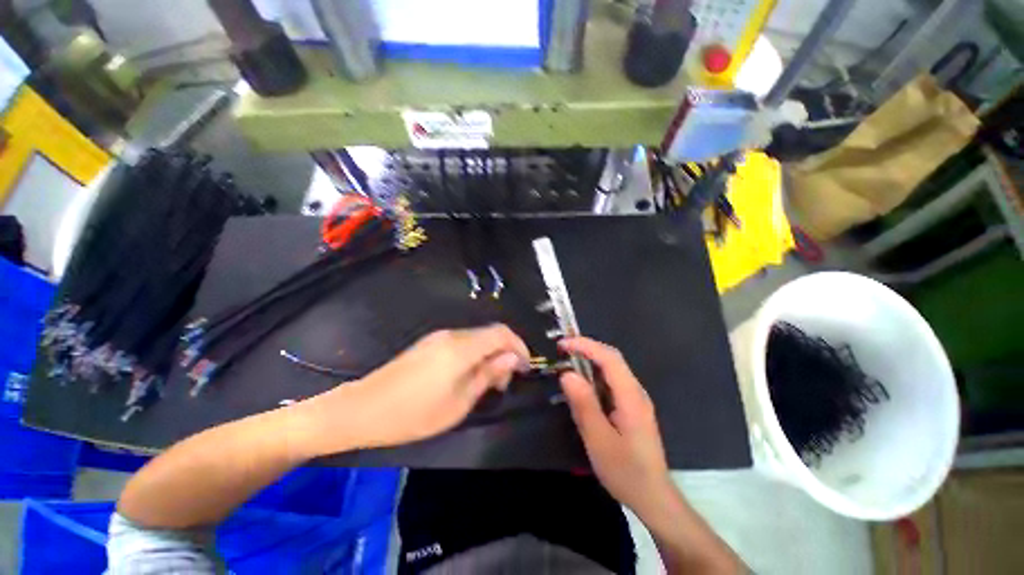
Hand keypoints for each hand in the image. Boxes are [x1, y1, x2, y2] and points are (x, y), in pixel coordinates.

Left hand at [303, 325, 528, 451]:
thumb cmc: (413, 414)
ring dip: (489, 355)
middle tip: (503, 383)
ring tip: (487, 383)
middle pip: (490, 334)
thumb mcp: (458, 403)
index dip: (518, 346)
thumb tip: (511, 359)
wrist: (362, 409)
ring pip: (477, 338)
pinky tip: (467, 376)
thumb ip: (488, 375)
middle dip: (504, 353)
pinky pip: (462, 343)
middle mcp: (452, 335)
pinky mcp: (429, 344)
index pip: (501, 333)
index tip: (524, 367)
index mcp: (461, 347)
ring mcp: (438, 337)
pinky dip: (474, 355)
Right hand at [559, 337, 673, 517]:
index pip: (609, 358)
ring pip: (612, 369)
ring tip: (567, 363)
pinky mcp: (631, 406)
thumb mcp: (599, 440)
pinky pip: (611, 382)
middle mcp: (636, 391)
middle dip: (586, 349)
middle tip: (562, 350)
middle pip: (612, 359)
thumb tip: (567, 374)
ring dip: (589, 361)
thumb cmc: (626, 471)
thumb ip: (584, 405)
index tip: (562, 345)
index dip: (586, 346)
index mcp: (631, 397)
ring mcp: (635, 398)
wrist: (653, 497)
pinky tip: (582, 385)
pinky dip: (594, 376)